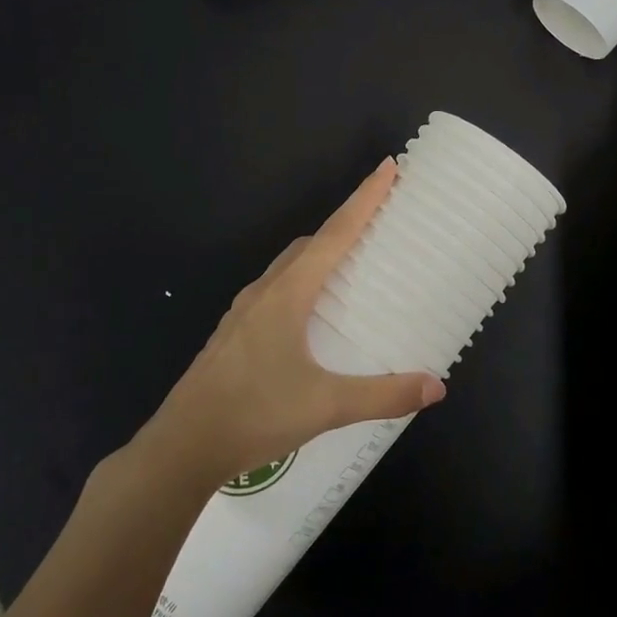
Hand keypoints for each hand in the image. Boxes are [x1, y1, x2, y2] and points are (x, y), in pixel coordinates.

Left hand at [133, 160, 445, 489]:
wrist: (180, 448)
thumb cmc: (254, 415)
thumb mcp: (326, 406)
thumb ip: (383, 395)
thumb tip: (436, 386)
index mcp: (287, 294)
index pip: (335, 234)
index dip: (364, 199)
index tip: (388, 167)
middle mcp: (264, 293)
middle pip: (310, 244)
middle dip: (344, 224)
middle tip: (378, 221)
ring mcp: (242, 313)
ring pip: (288, 267)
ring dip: (320, 254)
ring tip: (350, 264)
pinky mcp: (233, 335)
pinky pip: (275, 290)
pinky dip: (301, 281)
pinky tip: (310, 313)